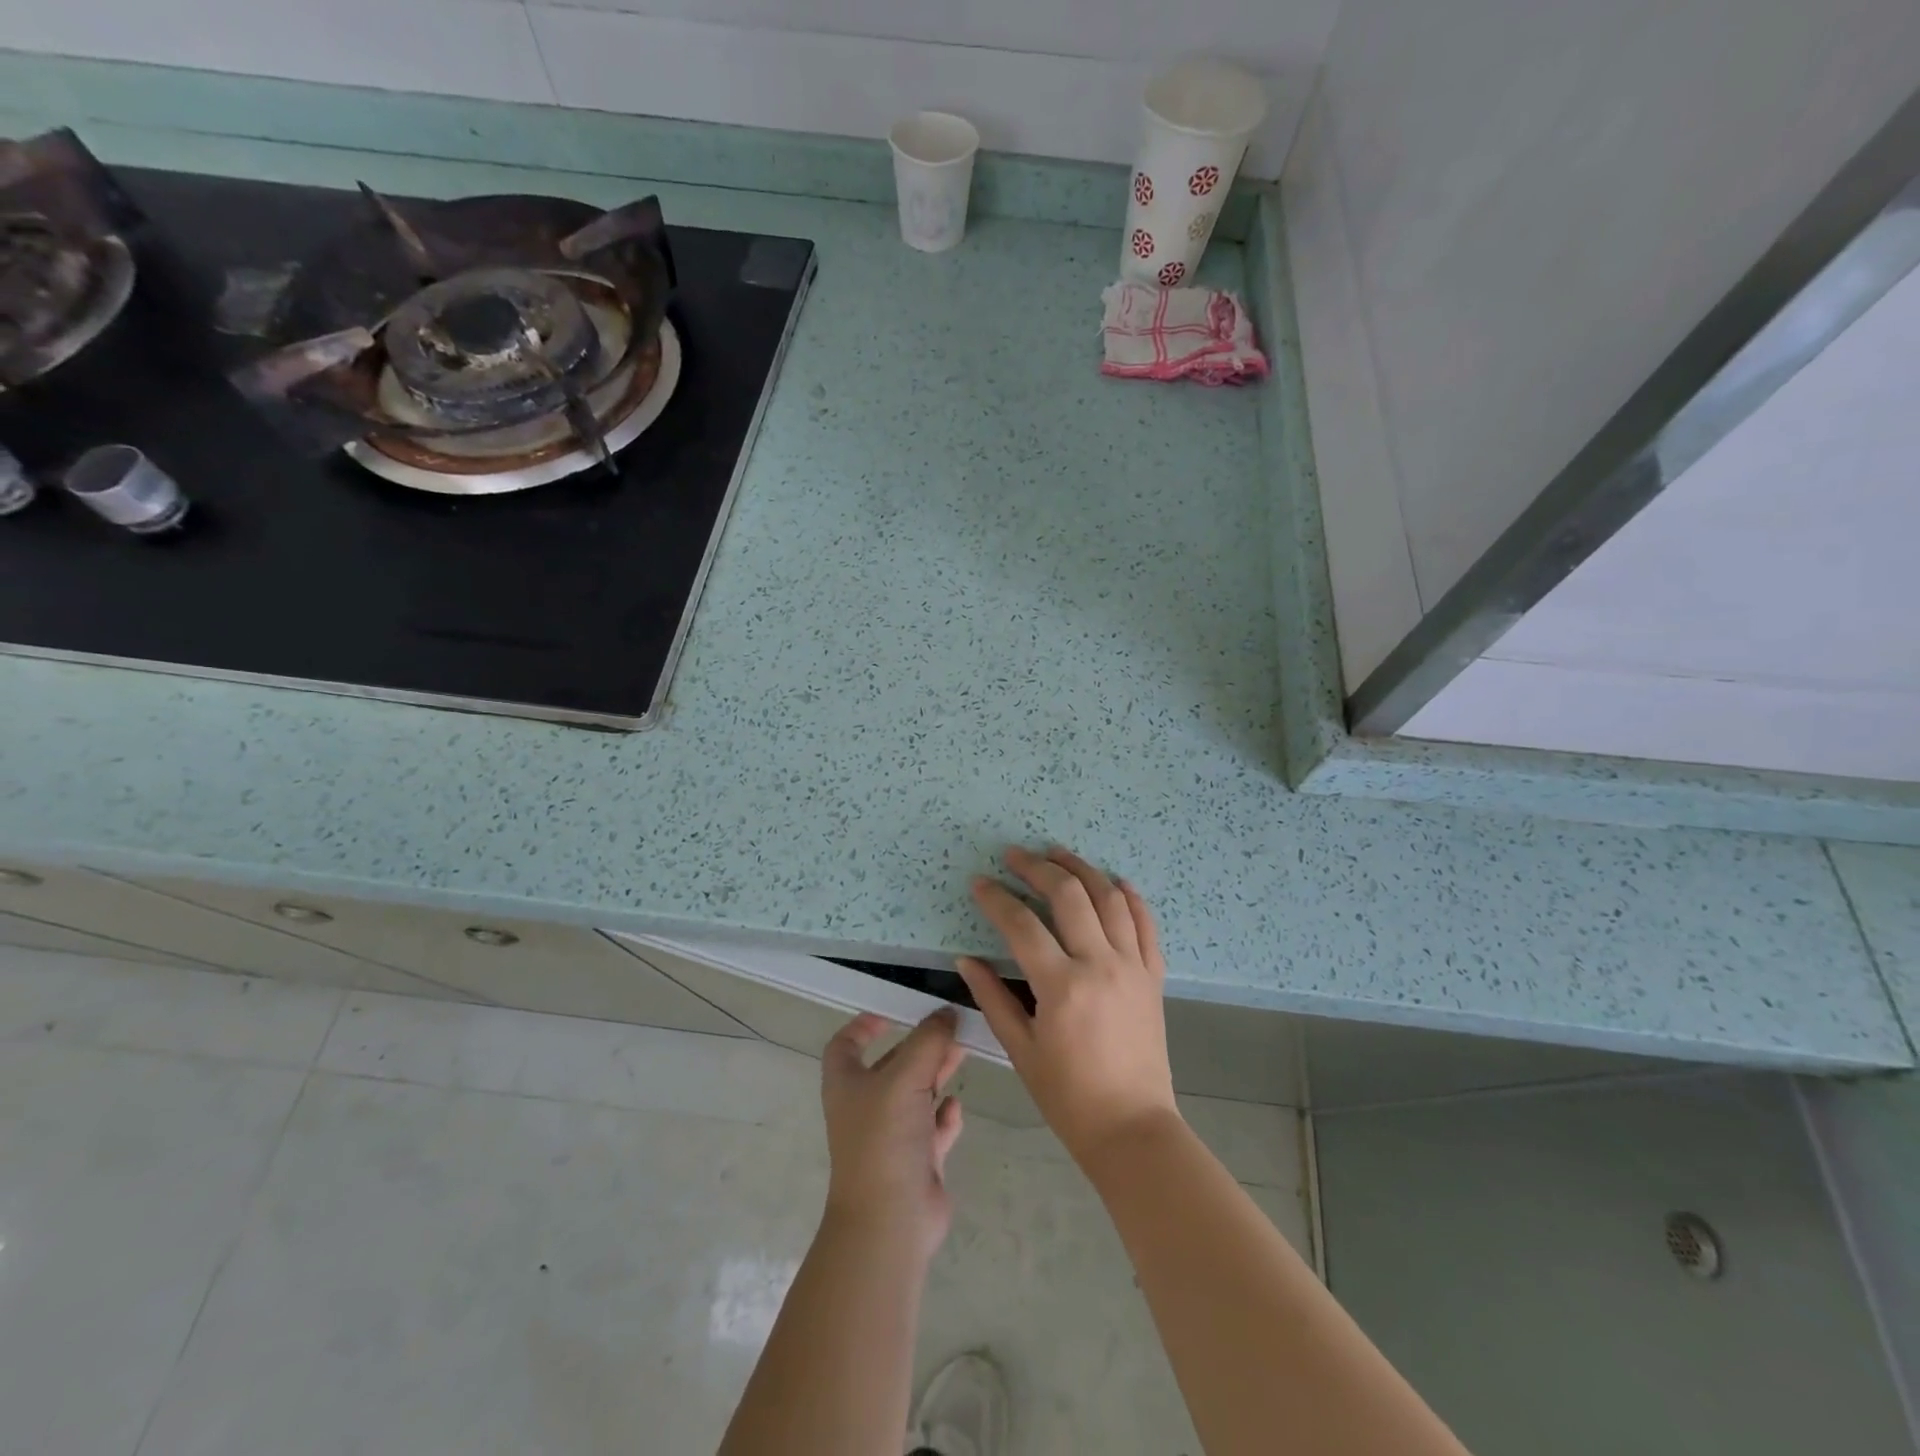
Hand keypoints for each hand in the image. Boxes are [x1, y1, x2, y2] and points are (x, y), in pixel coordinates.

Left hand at [820, 1009, 966, 1260]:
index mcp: (847, 1084)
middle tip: (952, 1028)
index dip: (865, 1024)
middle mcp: (866, 1106)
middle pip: (892, 1064)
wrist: (890, 1223)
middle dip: (920, 1046)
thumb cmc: (885, 1140)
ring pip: (916, 1094)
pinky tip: (954, 1108)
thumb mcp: (905, 1078)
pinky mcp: (915, 1161)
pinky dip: (944, 1116)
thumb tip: (947, 1012)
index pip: (847, 1044)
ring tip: (963, 1055)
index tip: (895, 1011)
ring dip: (937, 1074)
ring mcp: (891, 1136)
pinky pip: (932, 1129)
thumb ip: (929, 1041)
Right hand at [957, 846, 1178, 1167]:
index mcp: (1062, 986)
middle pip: (1069, 896)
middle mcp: (1100, 965)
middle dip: (1039, 868)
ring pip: (1110, 899)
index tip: (979, 883)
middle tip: (1016, 855)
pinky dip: (1131, 897)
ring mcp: (1133, 967)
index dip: (997, 899)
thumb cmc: (1068, 1096)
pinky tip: (1115, 881)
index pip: (1022, 924)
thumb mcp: (1020, 1050)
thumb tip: (965, 960)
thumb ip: (992, 998)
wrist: (1132, 1127)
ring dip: (1083, 869)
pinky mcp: (1153, 976)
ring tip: (1058, 853)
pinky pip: (1146, 924)